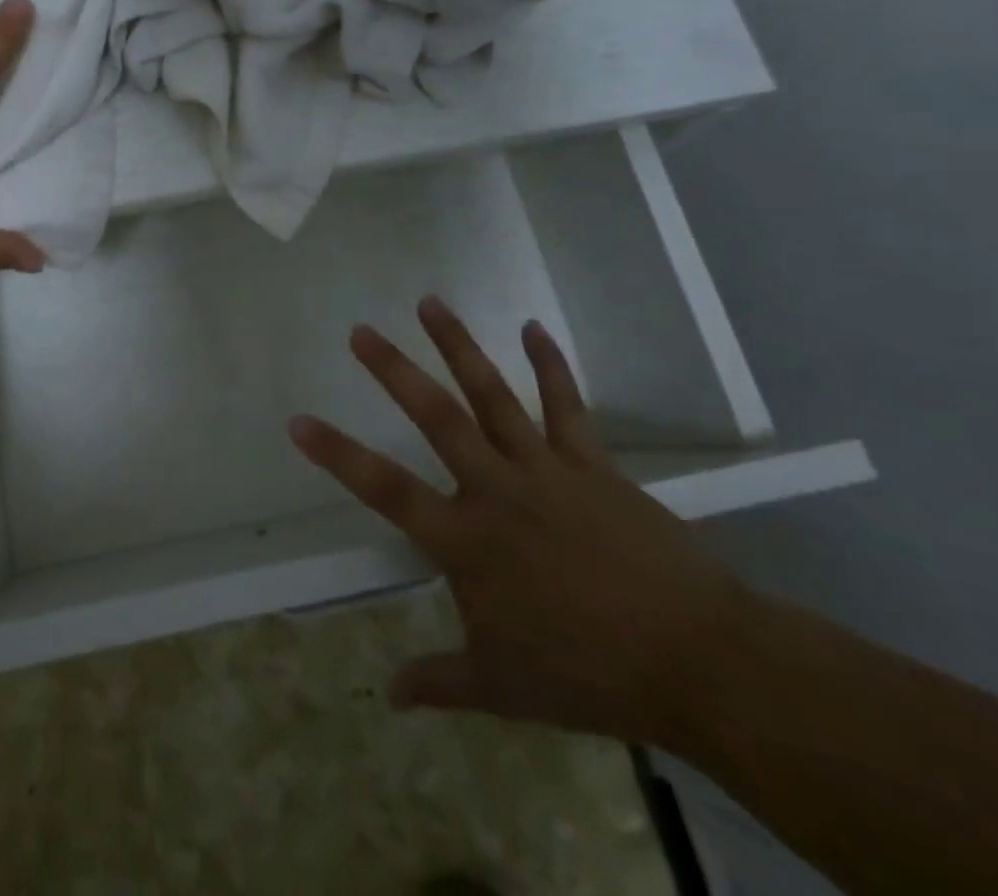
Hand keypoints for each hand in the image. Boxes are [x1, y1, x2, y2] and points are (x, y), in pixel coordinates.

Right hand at [288, 296, 746, 746]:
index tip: (298, 421)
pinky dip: (549, 364)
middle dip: (394, 370)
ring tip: (430, 302)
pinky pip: (566, 405)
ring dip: (459, 346)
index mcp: (466, 540)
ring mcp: (545, 469)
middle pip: (436, 418)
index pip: (385, 489)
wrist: (698, 663)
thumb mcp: (502, 689)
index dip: (337, 454)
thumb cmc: (588, 675)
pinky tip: (532, 327)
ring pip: (492, 395)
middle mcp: (496, 490)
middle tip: (361, 331)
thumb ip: (439, 682)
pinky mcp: (591, 464)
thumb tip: (390, 695)